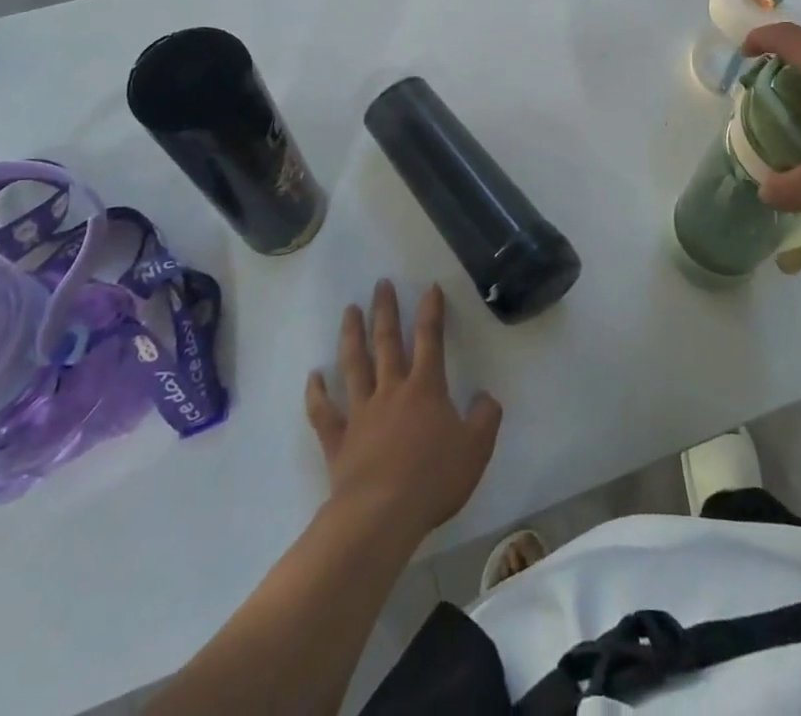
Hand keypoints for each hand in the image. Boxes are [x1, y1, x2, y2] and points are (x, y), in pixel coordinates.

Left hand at [305, 281, 501, 541]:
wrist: (381, 516)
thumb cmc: (433, 479)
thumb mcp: (476, 449)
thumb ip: (486, 418)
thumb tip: (487, 397)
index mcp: (425, 388)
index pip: (430, 339)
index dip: (431, 311)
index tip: (429, 287)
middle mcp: (391, 390)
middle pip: (387, 342)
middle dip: (386, 310)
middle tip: (380, 283)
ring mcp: (361, 412)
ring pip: (354, 365)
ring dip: (352, 335)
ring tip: (350, 310)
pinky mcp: (338, 439)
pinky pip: (324, 411)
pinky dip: (316, 392)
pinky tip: (314, 376)